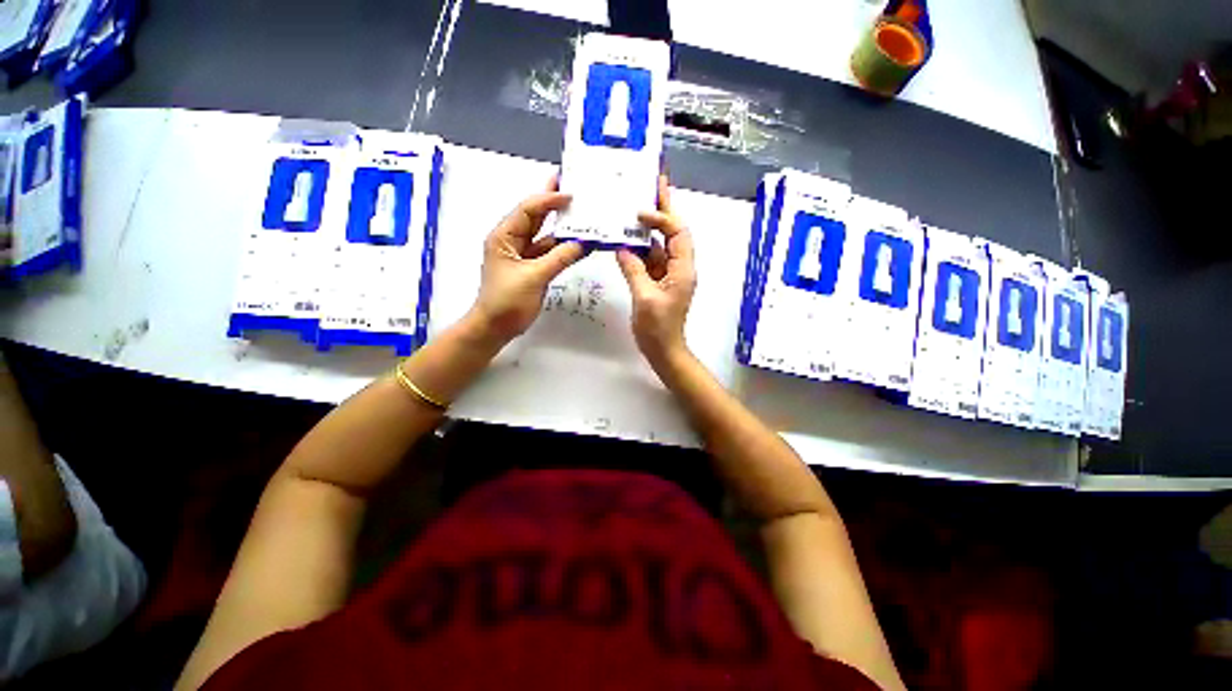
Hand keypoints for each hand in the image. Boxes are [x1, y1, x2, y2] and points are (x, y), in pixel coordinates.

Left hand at [468, 175, 584, 344]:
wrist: (496, 327)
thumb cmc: (507, 300)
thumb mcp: (534, 277)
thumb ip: (560, 258)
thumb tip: (583, 243)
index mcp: (504, 236)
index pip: (529, 210)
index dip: (549, 199)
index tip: (572, 195)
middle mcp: (513, 240)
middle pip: (535, 216)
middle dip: (553, 202)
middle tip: (574, 187)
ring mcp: (523, 255)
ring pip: (545, 235)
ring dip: (562, 227)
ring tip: (582, 214)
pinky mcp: (533, 268)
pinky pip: (550, 253)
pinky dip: (564, 248)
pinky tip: (580, 243)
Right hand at [615, 175, 696, 366]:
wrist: (664, 351)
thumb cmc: (657, 328)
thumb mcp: (644, 297)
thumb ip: (634, 270)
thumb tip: (623, 248)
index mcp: (683, 269)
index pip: (677, 233)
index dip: (662, 218)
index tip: (640, 213)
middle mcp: (680, 267)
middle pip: (673, 232)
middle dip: (664, 209)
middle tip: (654, 183)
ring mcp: (669, 274)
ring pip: (661, 245)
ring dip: (650, 227)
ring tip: (636, 205)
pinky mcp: (659, 282)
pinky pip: (651, 259)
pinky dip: (640, 248)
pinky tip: (627, 238)